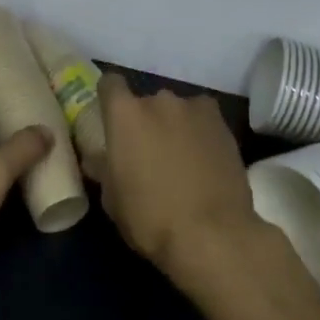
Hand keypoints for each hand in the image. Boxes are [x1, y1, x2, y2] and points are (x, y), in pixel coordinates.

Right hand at [96, 73, 278, 297]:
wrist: (213, 235)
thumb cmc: (151, 219)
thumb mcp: (112, 199)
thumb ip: (104, 168)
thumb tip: (98, 158)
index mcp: (124, 114)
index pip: (110, 83)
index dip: (109, 98)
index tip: (111, 118)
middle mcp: (157, 100)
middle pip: (146, 102)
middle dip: (146, 122)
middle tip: (149, 152)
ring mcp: (193, 108)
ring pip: (176, 110)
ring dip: (174, 126)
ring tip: (182, 158)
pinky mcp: (221, 122)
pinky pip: (203, 117)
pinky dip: (200, 130)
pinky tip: (205, 156)